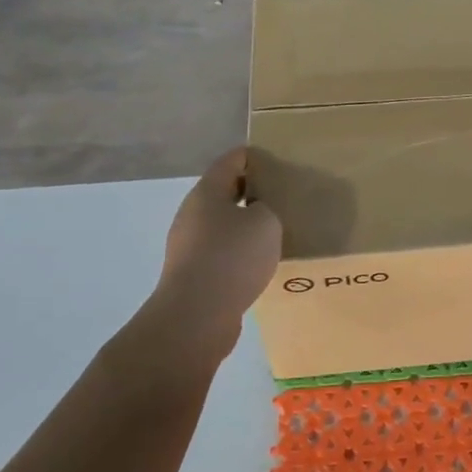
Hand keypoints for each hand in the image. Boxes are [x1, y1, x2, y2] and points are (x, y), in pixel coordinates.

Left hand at [152, 148, 282, 333]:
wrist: (196, 316)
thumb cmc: (232, 257)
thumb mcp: (266, 222)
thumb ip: (267, 208)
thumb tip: (257, 212)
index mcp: (207, 192)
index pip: (231, 161)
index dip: (253, 156)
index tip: (277, 159)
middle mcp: (193, 214)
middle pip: (224, 192)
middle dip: (251, 191)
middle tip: (283, 195)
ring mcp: (189, 245)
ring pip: (222, 224)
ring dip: (245, 224)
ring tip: (276, 230)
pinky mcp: (193, 273)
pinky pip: (221, 252)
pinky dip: (239, 252)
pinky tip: (260, 262)